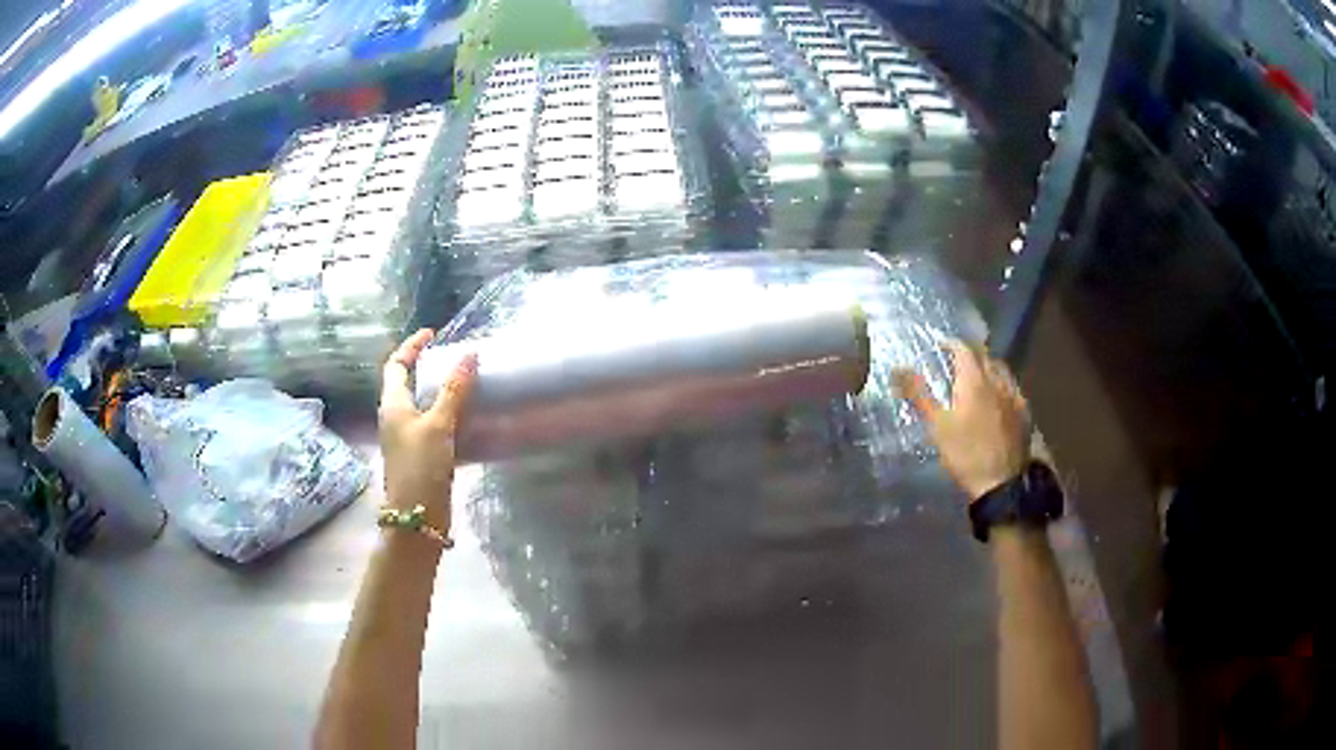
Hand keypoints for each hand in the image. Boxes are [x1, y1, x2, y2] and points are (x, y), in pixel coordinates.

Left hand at [378, 329, 477, 535]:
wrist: (416, 518)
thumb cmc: (420, 466)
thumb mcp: (438, 425)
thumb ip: (454, 391)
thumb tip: (469, 354)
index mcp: (393, 405)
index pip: (396, 365)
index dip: (411, 346)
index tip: (432, 333)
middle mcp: (396, 418)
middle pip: (407, 383)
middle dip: (427, 367)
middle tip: (453, 358)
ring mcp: (407, 438)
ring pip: (421, 405)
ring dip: (439, 391)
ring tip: (465, 384)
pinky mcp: (420, 455)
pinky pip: (433, 424)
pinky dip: (448, 414)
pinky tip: (468, 418)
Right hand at [894, 341, 1030, 499]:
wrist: (1001, 482)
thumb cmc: (965, 453)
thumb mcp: (936, 425)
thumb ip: (919, 394)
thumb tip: (897, 368)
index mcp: (974, 380)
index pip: (963, 349)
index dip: (951, 344)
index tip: (940, 345)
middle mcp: (997, 381)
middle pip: (984, 356)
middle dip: (969, 353)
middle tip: (956, 359)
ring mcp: (1014, 395)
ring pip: (1001, 369)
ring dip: (987, 365)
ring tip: (976, 374)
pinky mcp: (1024, 412)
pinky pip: (1012, 386)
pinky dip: (1001, 382)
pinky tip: (998, 395)